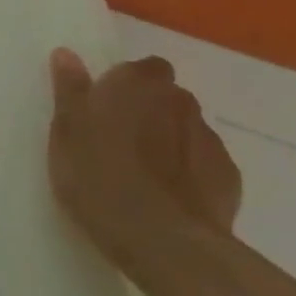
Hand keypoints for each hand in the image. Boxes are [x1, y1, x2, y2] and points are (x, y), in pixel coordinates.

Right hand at [46, 48, 240, 281]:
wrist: (164, 242)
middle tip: (118, 144)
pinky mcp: (230, 180)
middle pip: (165, 98)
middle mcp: (180, 101)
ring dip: (168, 143)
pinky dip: (188, 175)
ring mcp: (210, 140)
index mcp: (138, 82)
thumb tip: (67, 53)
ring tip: (143, 178)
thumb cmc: (101, 177)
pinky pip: (203, 166)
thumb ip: (70, 89)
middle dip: (148, 113)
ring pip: (186, 131)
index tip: (103, 112)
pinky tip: (168, 200)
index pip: (140, 68)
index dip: (124, 88)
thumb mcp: (66, 131)